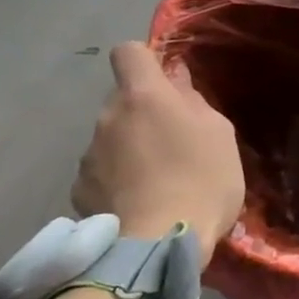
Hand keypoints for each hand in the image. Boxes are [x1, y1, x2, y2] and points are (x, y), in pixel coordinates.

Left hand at [71, 42, 242, 266]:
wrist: (158, 245)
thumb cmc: (202, 179)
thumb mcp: (219, 134)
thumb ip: (193, 101)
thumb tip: (176, 80)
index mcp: (144, 96)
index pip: (129, 52)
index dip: (146, 59)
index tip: (166, 80)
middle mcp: (108, 117)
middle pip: (123, 98)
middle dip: (144, 111)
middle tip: (174, 140)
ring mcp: (88, 155)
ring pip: (111, 136)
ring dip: (129, 146)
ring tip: (157, 178)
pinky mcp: (78, 190)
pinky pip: (101, 171)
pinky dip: (117, 178)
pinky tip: (139, 201)